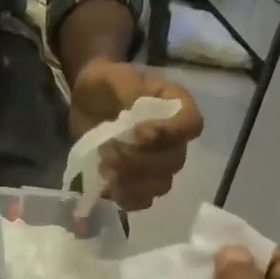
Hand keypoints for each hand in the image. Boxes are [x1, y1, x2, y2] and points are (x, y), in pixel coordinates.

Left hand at [68, 60, 204, 210]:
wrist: (87, 102)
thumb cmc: (105, 85)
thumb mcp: (114, 77)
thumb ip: (129, 90)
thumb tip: (137, 110)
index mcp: (177, 108)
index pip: (192, 126)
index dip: (170, 134)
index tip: (139, 132)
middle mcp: (174, 140)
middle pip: (173, 161)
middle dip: (138, 159)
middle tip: (107, 148)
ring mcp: (157, 166)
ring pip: (159, 185)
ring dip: (130, 181)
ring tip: (103, 165)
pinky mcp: (136, 184)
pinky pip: (141, 201)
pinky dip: (124, 197)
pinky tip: (107, 185)